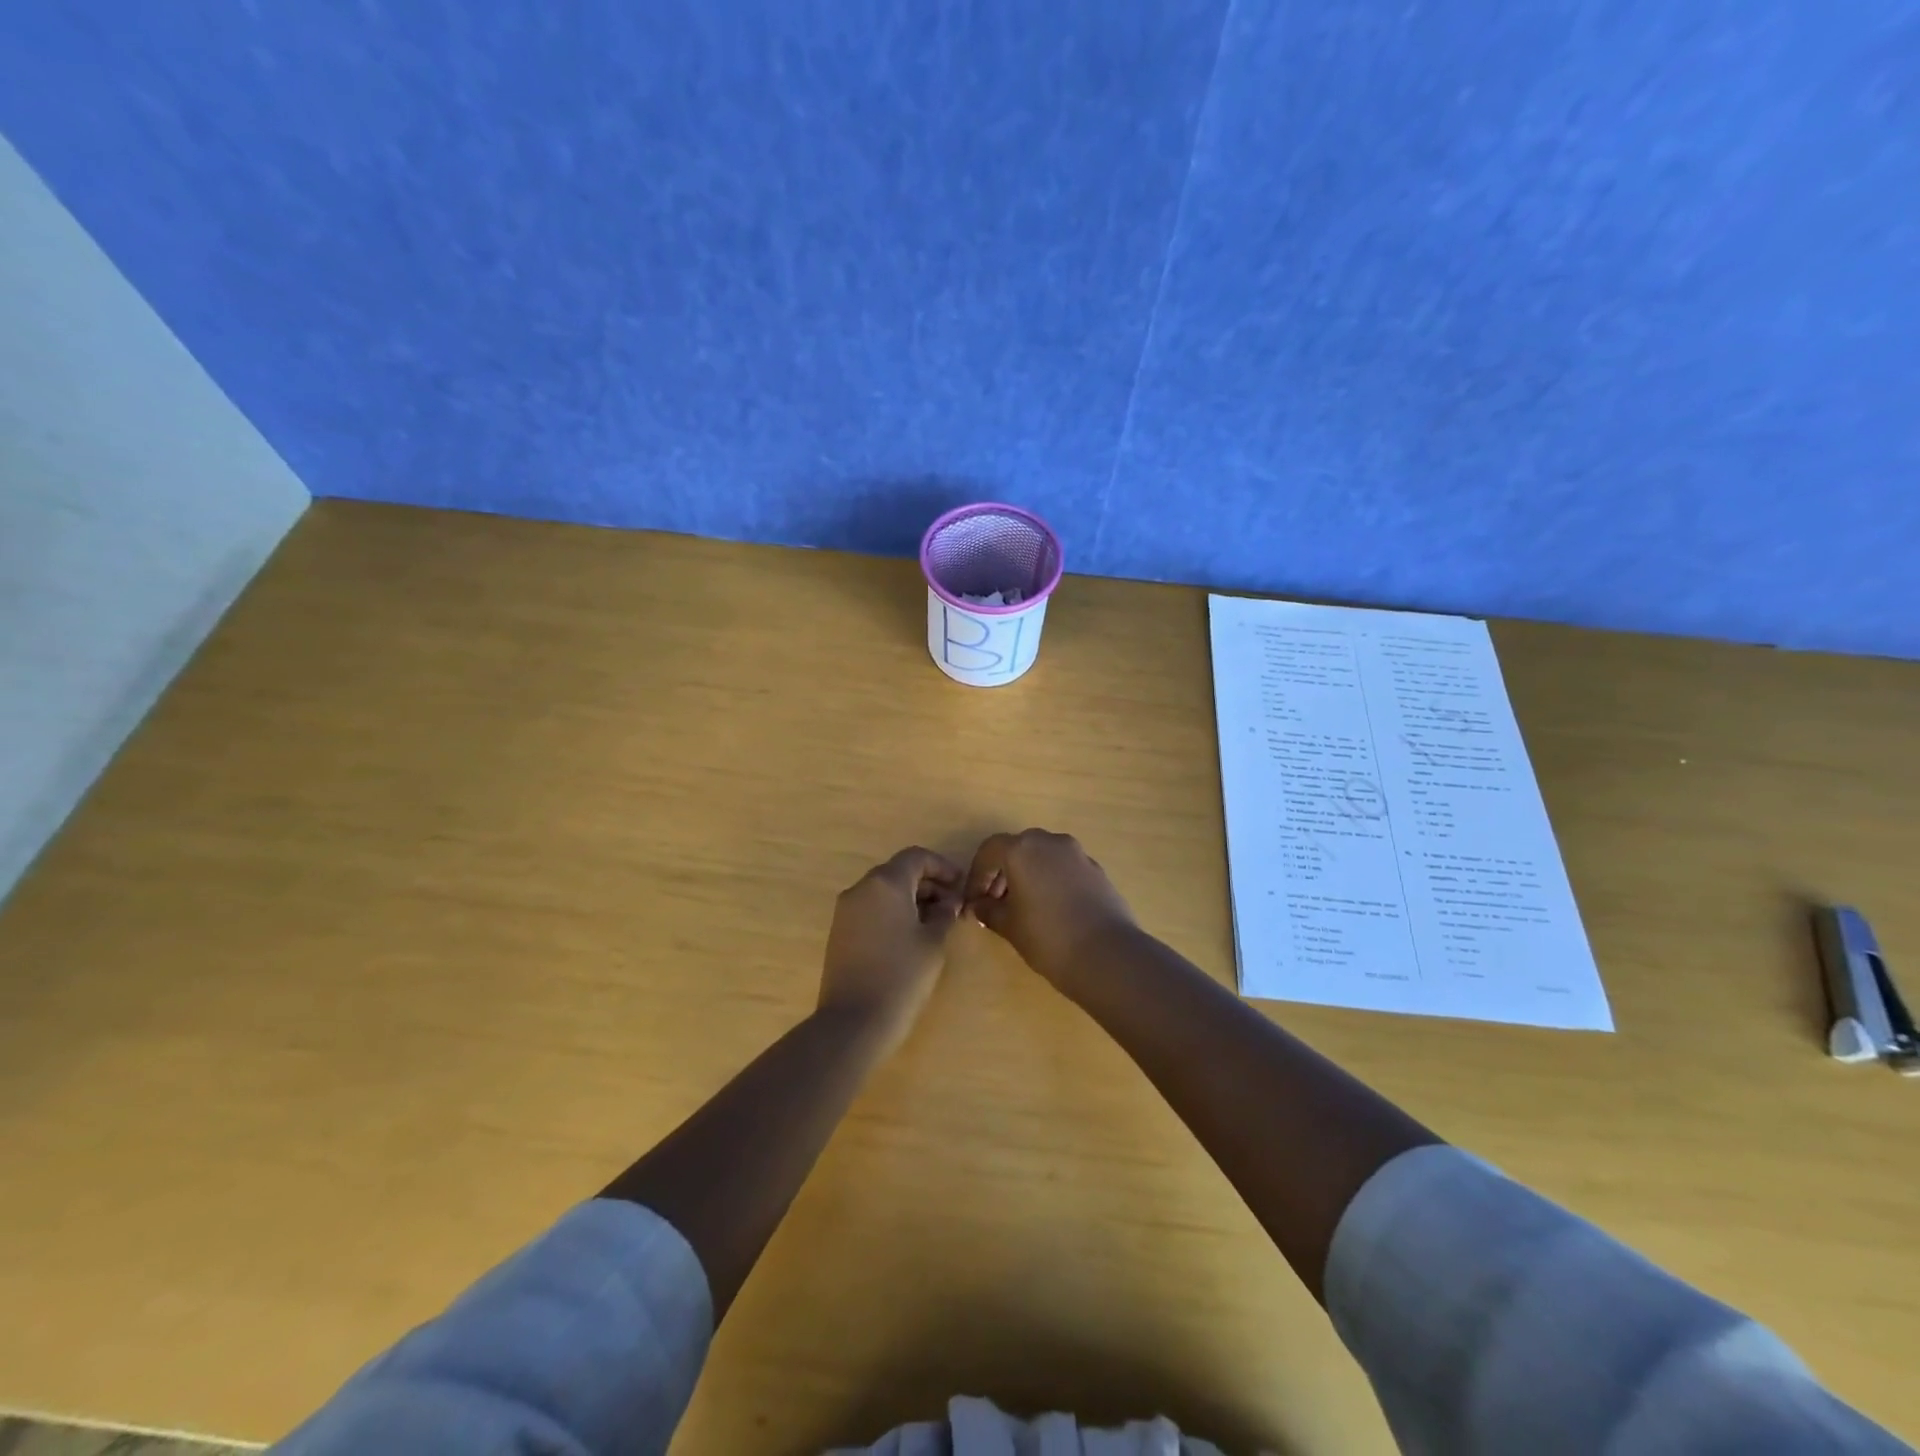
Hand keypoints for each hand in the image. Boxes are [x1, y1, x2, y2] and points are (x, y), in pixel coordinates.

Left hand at [818, 847, 964, 1050]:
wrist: (854, 1021)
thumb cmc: (901, 976)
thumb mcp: (933, 943)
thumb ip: (944, 914)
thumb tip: (949, 901)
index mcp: (885, 883)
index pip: (916, 857)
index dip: (942, 866)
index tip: (961, 885)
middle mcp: (861, 888)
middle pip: (899, 871)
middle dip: (928, 883)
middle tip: (952, 906)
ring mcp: (846, 910)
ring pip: (884, 890)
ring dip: (911, 898)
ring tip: (935, 922)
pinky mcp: (840, 931)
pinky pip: (871, 908)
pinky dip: (893, 911)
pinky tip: (911, 935)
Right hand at [964, 829, 1137, 987]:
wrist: (1107, 954)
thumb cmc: (1047, 938)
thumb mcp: (1009, 926)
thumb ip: (989, 910)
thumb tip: (979, 905)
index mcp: (1022, 850)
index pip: (990, 851)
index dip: (977, 875)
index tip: (974, 900)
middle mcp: (1050, 842)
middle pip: (1018, 848)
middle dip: (1003, 872)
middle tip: (996, 902)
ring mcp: (1077, 854)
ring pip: (1043, 855)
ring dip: (1028, 874)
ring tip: (1023, 907)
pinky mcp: (1097, 869)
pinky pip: (1064, 867)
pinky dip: (1051, 879)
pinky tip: (1052, 909)